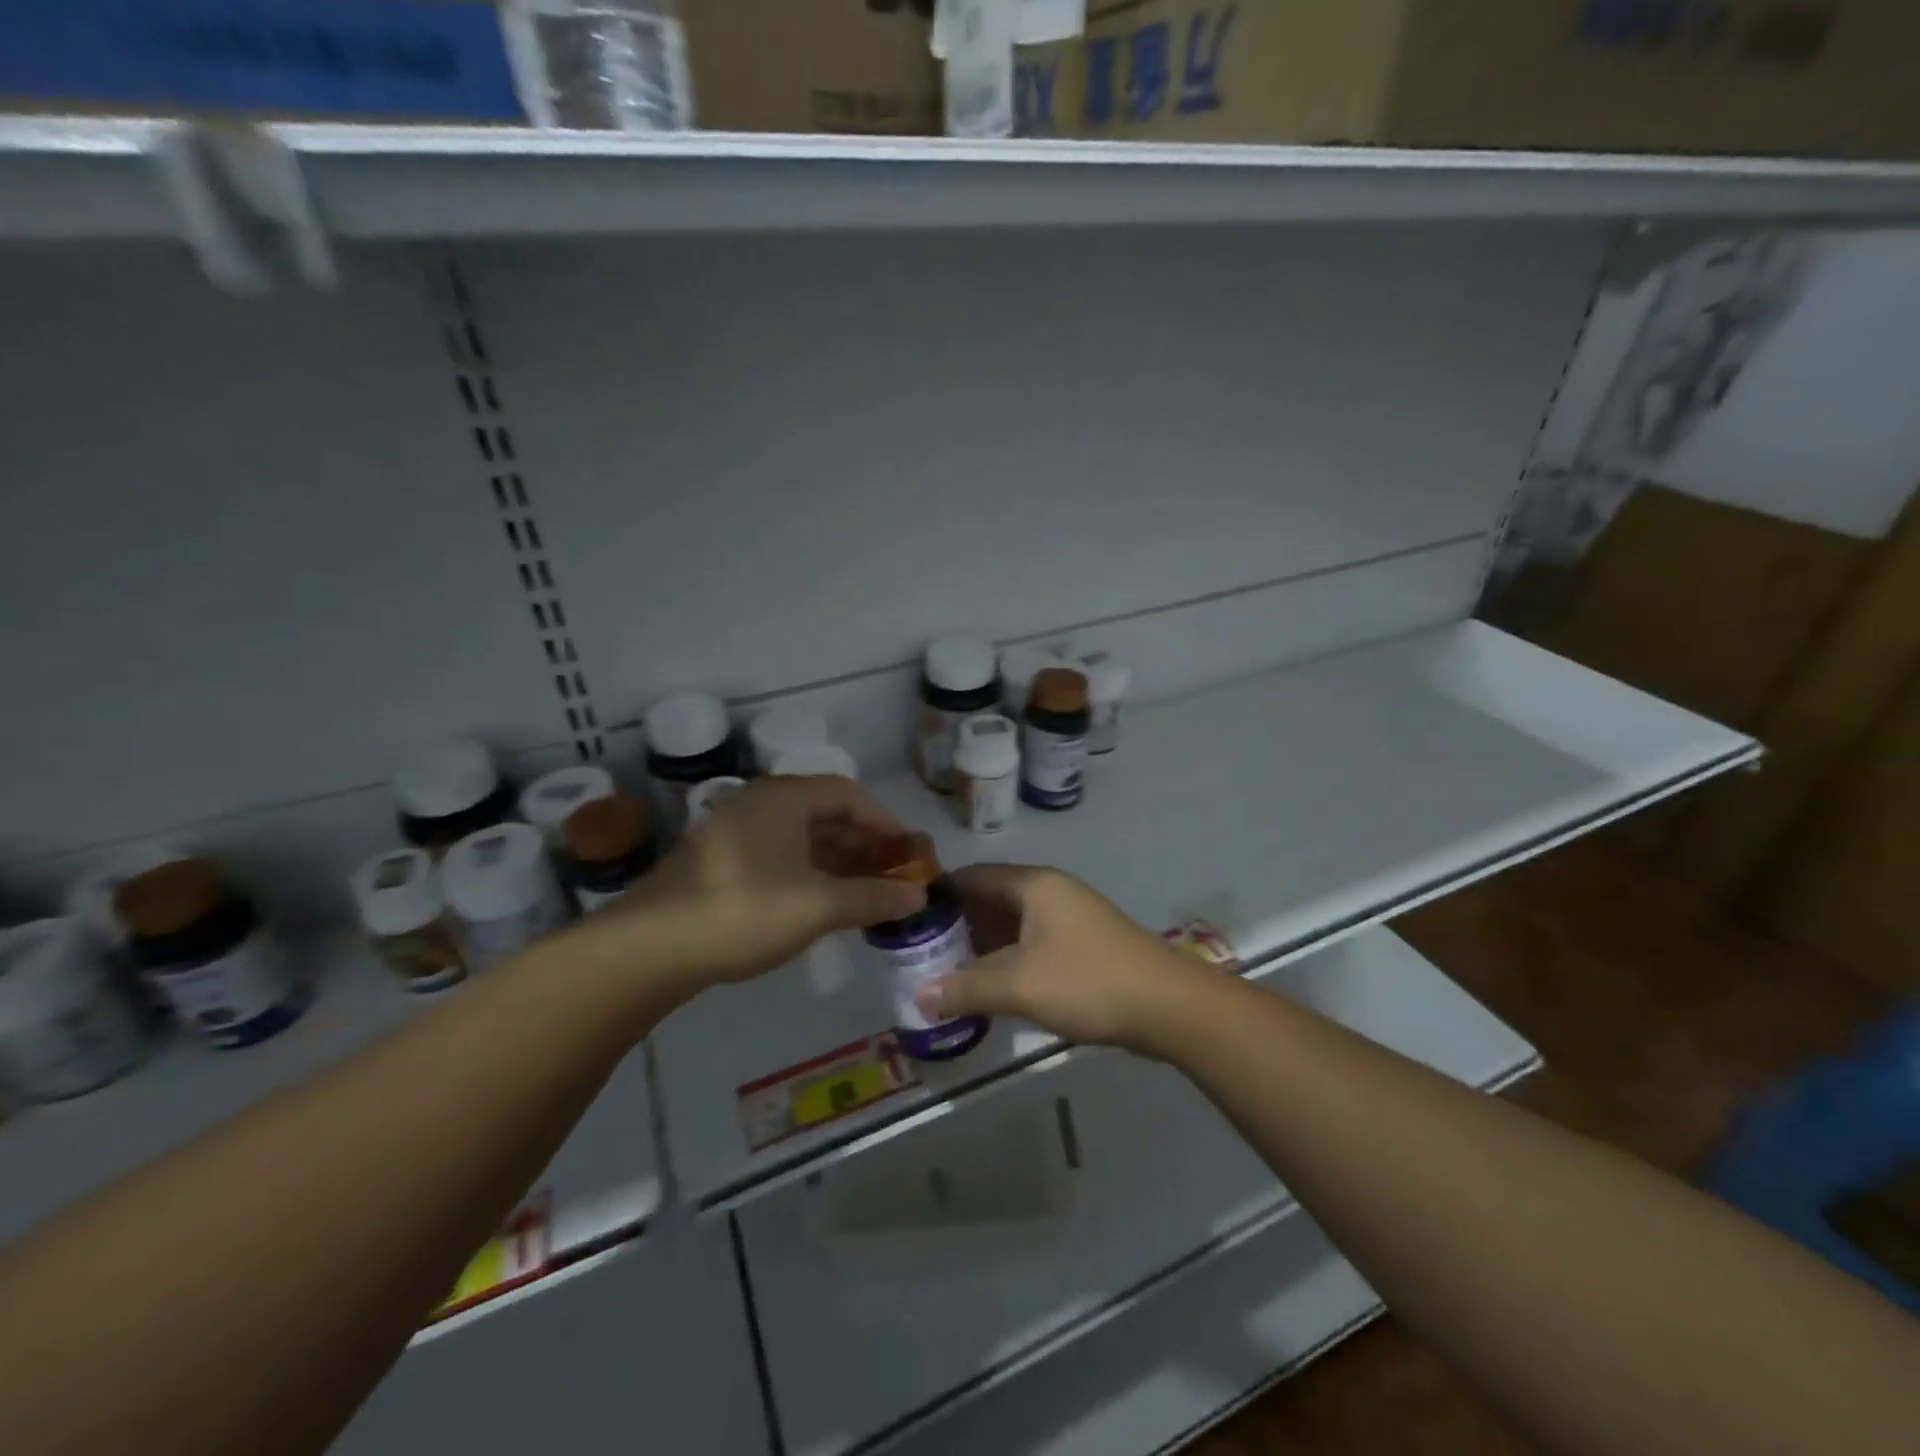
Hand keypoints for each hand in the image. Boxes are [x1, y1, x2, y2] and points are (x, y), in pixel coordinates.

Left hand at [573, 776, 924, 996]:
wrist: (650, 948)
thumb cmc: (745, 911)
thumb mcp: (818, 905)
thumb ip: (873, 897)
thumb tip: (918, 895)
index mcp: (784, 798)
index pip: (849, 794)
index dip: (884, 821)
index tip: (908, 852)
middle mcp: (759, 803)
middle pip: (825, 813)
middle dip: (863, 844)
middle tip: (891, 876)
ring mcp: (734, 831)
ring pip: (800, 838)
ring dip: (836, 862)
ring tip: (863, 894)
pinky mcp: (719, 862)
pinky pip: (778, 855)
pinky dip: (808, 873)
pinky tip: (820, 904)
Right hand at [921, 865, 1213, 1053]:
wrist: (1170, 1007)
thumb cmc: (1089, 982)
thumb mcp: (1020, 986)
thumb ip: (965, 989)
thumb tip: (916, 996)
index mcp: (1034, 885)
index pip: (972, 876)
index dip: (937, 895)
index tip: (906, 919)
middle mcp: (1050, 892)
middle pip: (990, 900)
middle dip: (956, 926)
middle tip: (919, 954)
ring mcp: (1069, 919)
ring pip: (1011, 925)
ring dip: (982, 947)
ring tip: (945, 974)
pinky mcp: (1082, 946)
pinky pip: (1031, 944)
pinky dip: (1007, 961)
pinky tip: (989, 988)